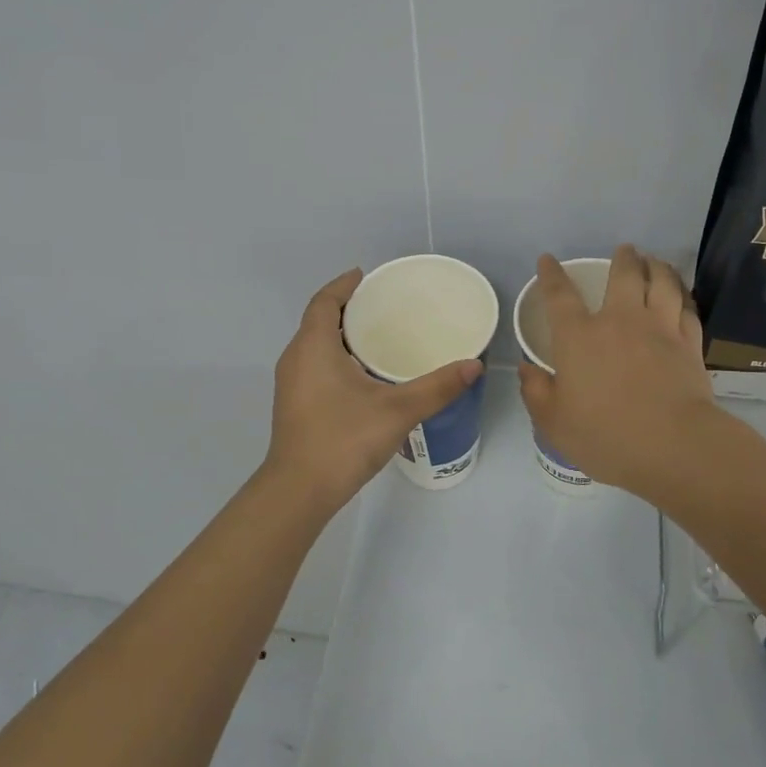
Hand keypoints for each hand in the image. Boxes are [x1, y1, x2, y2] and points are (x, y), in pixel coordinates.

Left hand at [265, 269, 482, 510]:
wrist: (300, 491)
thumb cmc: (343, 439)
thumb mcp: (397, 410)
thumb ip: (437, 387)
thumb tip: (474, 365)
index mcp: (313, 346)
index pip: (324, 301)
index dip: (343, 285)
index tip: (366, 276)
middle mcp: (296, 358)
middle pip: (318, 320)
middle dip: (347, 309)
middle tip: (383, 306)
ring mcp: (291, 384)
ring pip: (315, 345)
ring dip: (341, 335)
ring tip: (378, 336)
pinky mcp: (294, 405)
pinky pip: (314, 365)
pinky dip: (335, 357)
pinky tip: (363, 375)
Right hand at [517, 245, 720, 499]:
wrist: (674, 446)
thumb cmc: (605, 435)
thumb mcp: (554, 423)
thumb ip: (536, 392)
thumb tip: (527, 369)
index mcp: (579, 337)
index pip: (560, 295)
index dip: (551, 275)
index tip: (548, 260)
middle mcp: (620, 321)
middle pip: (624, 275)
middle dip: (623, 258)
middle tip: (625, 250)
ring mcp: (660, 329)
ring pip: (663, 283)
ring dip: (658, 267)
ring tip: (655, 261)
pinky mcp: (690, 344)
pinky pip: (687, 308)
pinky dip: (683, 296)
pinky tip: (681, 295)